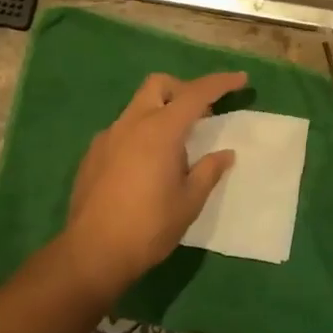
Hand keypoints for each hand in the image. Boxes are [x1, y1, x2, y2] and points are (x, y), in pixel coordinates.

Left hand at [59, 70, 246, 300]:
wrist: (92, 253)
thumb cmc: (149, 227)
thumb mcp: (189, 201)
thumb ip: (208, 171)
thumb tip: (225, 154)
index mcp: (160, 130)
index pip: (196, 94)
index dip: (221, 83)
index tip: (240, 79)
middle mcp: (132, 123)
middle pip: (158, 85)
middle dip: (182, 89)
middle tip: (201, 114)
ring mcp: (108, 137)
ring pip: (137, 106)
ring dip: (160, 112)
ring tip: (175, 146)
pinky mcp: (93, 154)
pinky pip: (122, 130)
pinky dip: (141, 133)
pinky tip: (146, 165)